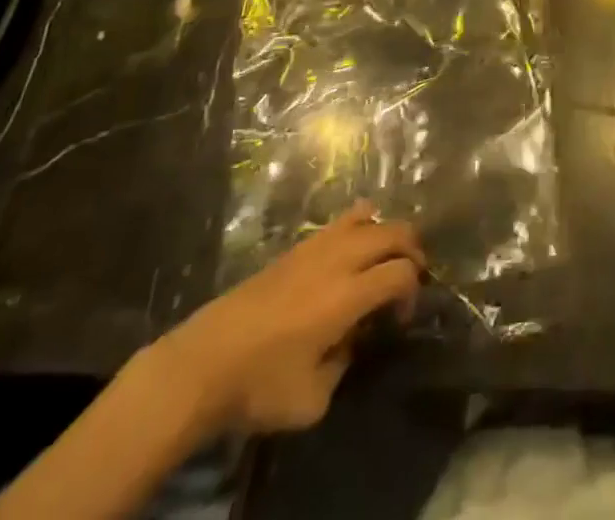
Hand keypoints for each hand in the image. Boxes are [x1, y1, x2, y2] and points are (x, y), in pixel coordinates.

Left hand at [147, 203, 424, 435]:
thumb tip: (353, 339)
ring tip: (382, 260)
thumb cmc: (259, 386)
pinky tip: (349, 258)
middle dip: (412, 250)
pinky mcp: (296, 246)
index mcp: (348, 294)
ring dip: (385, 233)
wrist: (201, 364)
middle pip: (394, 230)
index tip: (400, 319)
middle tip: (408, 279)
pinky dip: (359, 229)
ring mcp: (316, 245)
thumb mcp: (312, 399)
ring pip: (369, 214)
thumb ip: (345, 364)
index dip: (413, 291)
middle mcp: (339, 258)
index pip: (401, 272)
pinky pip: (342, 220)